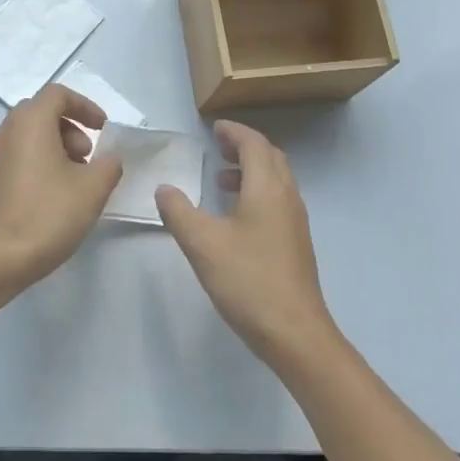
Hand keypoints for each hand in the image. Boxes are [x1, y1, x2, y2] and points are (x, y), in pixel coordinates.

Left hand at [0, 84, 123, 288]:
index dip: (84, 106)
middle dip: (70, 128)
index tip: (102, 129)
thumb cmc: (49, 214)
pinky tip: (50, 195)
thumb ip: (109, 164)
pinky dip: (36, 163)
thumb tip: (108, 158)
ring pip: (27, 136)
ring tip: (73, 179)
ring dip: (54, 147)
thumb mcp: (93, 188)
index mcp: (29, 123)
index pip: (57, 94)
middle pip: (41, 113)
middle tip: (88, 157)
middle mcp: (5, 131)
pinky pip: (15, 158)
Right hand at [156, 121, 336, 361]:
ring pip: (276, 181)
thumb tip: (164, 189)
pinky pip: (277, 201)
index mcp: (267, 189)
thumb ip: (179, 211)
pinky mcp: (295, 243)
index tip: (214, 128)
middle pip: (270, 158)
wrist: (294, 333)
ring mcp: (295, 222)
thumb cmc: (248, 280)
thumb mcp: (202, 243)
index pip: (254, 144)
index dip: (235, 132)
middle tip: (217, 147)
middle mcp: (287, 198)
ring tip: (220, 179)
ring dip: (251, 171)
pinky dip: (256, 192)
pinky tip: (235, 216)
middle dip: (244, 147)